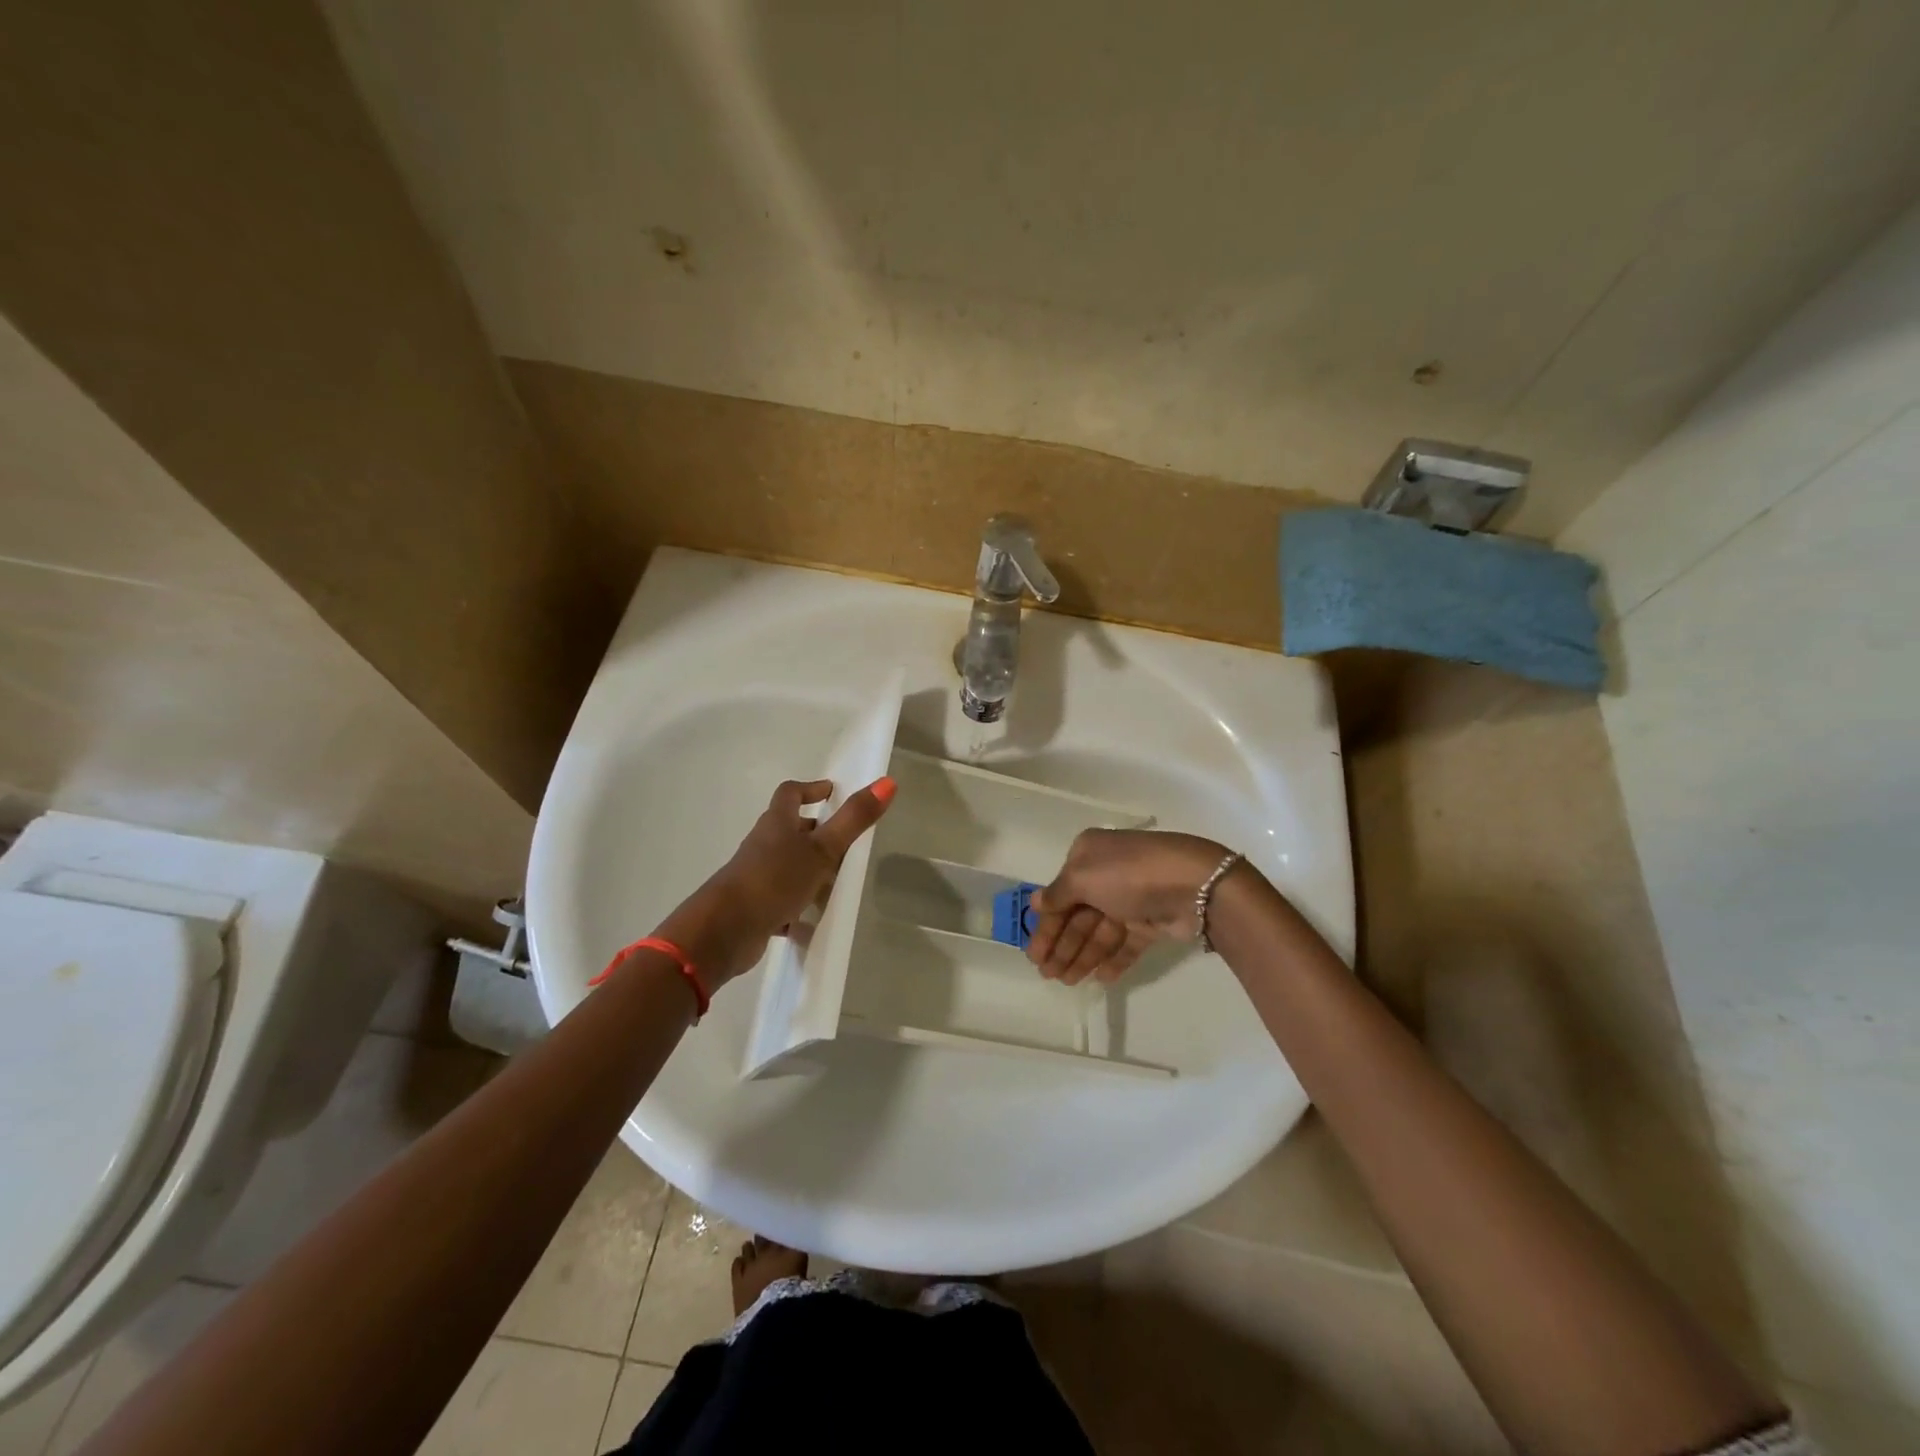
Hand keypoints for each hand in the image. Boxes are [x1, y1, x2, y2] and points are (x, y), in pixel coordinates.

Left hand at [663, 776, 894, 986]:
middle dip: (815, 832)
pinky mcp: (755, 908)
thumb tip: (888, 781)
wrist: (724, 931)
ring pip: (787, 866)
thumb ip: (854, 819)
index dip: (810, 789)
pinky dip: (799, 908)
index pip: (790, 794)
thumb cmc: (774, 880)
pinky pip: (782, 902)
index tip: (831, 792)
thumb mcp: (821, 849)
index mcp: (777, 824)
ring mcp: (756, 877)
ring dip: (809, 870)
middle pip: (789, 830)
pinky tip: (816, 921)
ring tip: (838, 881)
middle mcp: (763, 846)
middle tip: (844, 840)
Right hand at [1026, 829, 1229, 984]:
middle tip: (1047, 976)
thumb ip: (1057, 894)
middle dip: (1062, 945)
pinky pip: (1127, 943)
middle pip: (1078, 915)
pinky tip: (1101, 979)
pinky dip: (1114, 959)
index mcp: (1088, 855)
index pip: (1059, 894)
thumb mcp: (1083, 877)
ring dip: (1083, 956)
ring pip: (1100, 932)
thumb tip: (1035, 901)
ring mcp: (1132, 899)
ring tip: (1068, 983)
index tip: (1033, 954)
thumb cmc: (1129, 874)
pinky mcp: (1153, 921)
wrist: (1194, 884)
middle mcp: (1108, 874)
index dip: (1045, 925)